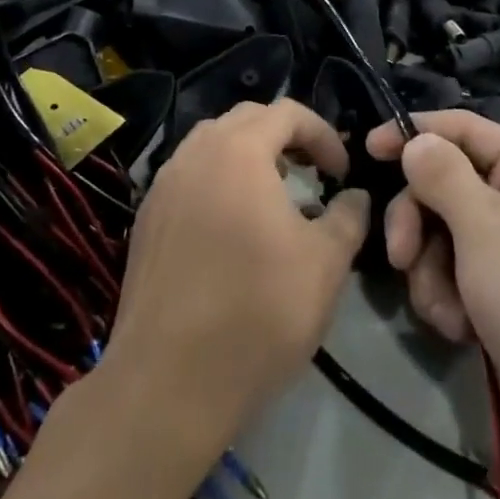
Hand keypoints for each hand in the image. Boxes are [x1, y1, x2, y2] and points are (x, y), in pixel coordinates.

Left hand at [107, 100, 367, 438]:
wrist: (166, 386)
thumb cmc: (257, 313)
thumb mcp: (326, 264)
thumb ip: (348, 217)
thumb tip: (354, 197)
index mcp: (238, 151)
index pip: (287, 112)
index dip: (323, 134)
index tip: (342, 172)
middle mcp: (194, 155)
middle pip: (246, 120)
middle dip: (285, 137)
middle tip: (311, 172)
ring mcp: (163, 187)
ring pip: (211, 146)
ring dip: (249, 156)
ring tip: (275, 195)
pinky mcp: (145, 222)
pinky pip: (189, 177)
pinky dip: (218, 182)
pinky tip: (234, 228)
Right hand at [365, 112, 499, 471]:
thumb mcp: (484, 226)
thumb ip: (442, 175)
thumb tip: (416, 139)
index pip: (463, 128)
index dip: (415, 133)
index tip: (368, 148)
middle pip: (445, 184)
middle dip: (418, 222)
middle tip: (401, 255)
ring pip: (441, 234)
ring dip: (431, 271)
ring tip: (447, 309)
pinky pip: (452, 274)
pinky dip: (447, 299)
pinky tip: (462, 330)